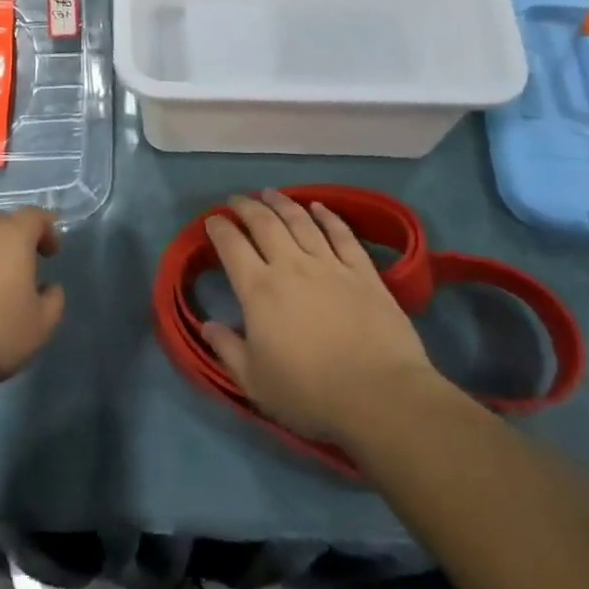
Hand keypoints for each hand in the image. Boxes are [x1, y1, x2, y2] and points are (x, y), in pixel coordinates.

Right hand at [202, 191, 443, 443]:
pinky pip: (342, 235)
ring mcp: (329, 265)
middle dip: (246, 207)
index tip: (212, 219)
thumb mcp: (255, 382)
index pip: (231, 246)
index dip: (218, 227)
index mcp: (259, 290)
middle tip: (237, 199)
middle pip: (264, 223)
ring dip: (282, 202)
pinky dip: (329, 217)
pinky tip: (319, 206)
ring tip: (269, 192)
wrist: (381, 396)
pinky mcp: (363, 273)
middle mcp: (291, 266)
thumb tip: (207, 324)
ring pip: (301, 221)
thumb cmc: (310, 393)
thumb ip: (227, 349)